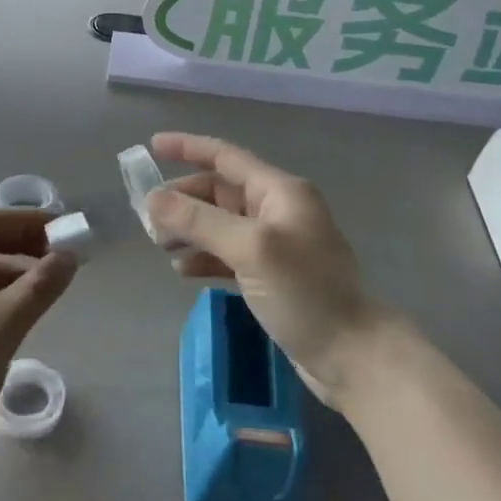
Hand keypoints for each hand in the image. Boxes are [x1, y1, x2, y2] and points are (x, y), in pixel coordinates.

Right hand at [146, 133, 392, 405]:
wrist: (353, 355)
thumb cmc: (305, 292)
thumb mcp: (250, 249)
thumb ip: (199, 220)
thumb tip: (152, 198)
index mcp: (279, 191)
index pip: (226, 156)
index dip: (188, 148)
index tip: (152, 145)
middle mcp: (277, 210)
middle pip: (219, 192)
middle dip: (183, 200)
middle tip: (148, 219)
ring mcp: (275, 244)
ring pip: (220, 224)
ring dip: (189, 229)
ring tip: (160, 246)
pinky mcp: (272, 276)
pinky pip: (228, 254)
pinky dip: (204, 257)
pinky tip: (184, 271)